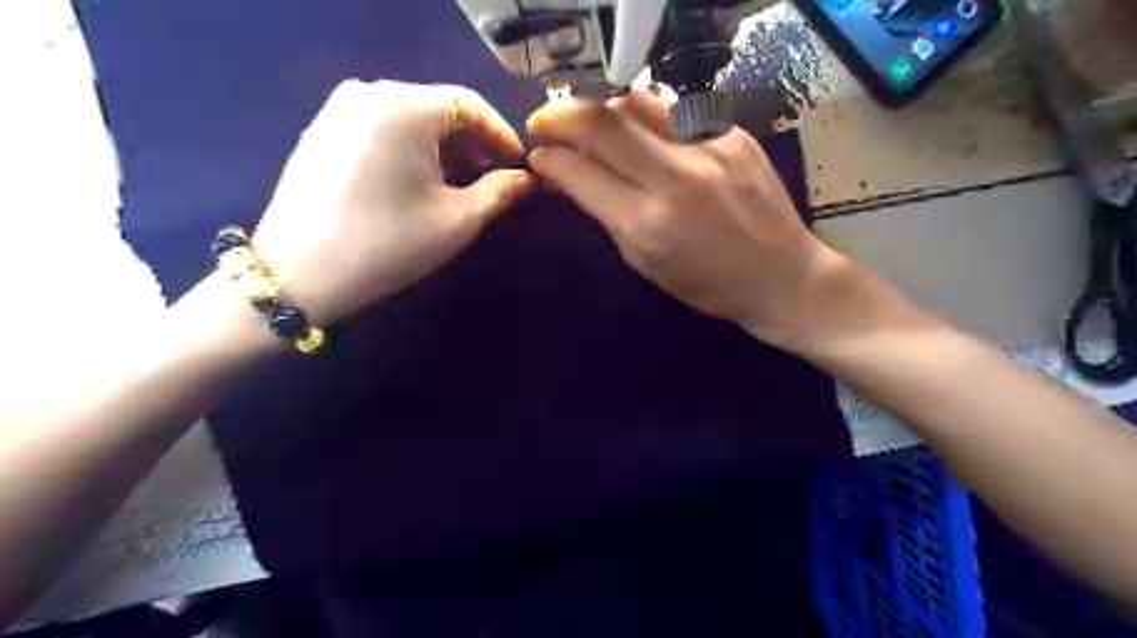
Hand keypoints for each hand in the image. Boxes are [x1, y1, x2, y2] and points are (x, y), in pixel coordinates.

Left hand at [250, 79, 531, 322]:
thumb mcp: (458, 220)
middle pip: (438, 109)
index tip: (519, 168)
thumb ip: (501, 192)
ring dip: (442, 150)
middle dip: (472, 145)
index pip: (470, 105)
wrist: (300, 275)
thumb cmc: (390, 243)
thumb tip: (526, 180)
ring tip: (458, 187)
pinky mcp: (321, 132)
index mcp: (404, 105)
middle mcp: (368, 92)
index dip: (501, 136)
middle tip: (492, 182)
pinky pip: (381, 129)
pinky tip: (417, 184)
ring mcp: (338, 110)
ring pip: (409, 120)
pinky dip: (409, 151)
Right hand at [527, 90, 838, 351]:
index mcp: (647, 223)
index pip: (580, 171)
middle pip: (602, 121)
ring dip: (602, 108)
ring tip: (592, 123)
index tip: (539, 155)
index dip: (549, 158)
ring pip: (636, 102)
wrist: (781, 276)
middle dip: (561, 115)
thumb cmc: (706, 284)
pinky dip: (646, 117)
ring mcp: (708, 148)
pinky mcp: (732, 134)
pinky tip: (643, 133)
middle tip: (546, 121)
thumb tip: (569, 176)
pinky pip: (674, 110)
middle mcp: (675, 177)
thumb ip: (604, 214)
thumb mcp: (644, 262)